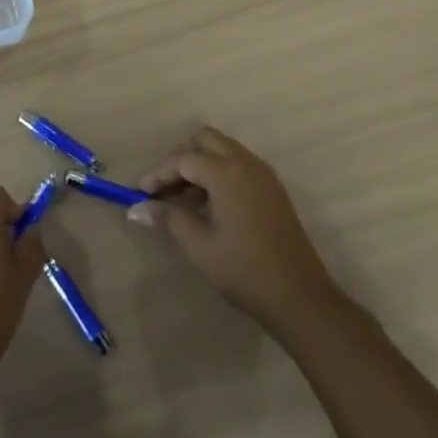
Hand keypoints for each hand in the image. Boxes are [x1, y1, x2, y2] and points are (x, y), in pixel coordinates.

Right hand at [130, 127, 339, 334]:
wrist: (300, 297)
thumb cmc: (244, 270)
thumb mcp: (199, 245)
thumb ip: (168, 218)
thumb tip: (137, 209)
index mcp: (227, 173)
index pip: (183, 160)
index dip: (158, 174)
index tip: (139, 193)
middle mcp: (246, 163)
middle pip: (205, 140)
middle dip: (180, 158)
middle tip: (163, 187)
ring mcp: (263, 175)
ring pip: (223, 150)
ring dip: (199, 164)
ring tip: (182, 198)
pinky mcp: (273, 189)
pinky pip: (238, 165)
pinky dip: (218, 173)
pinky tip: (208, 204)